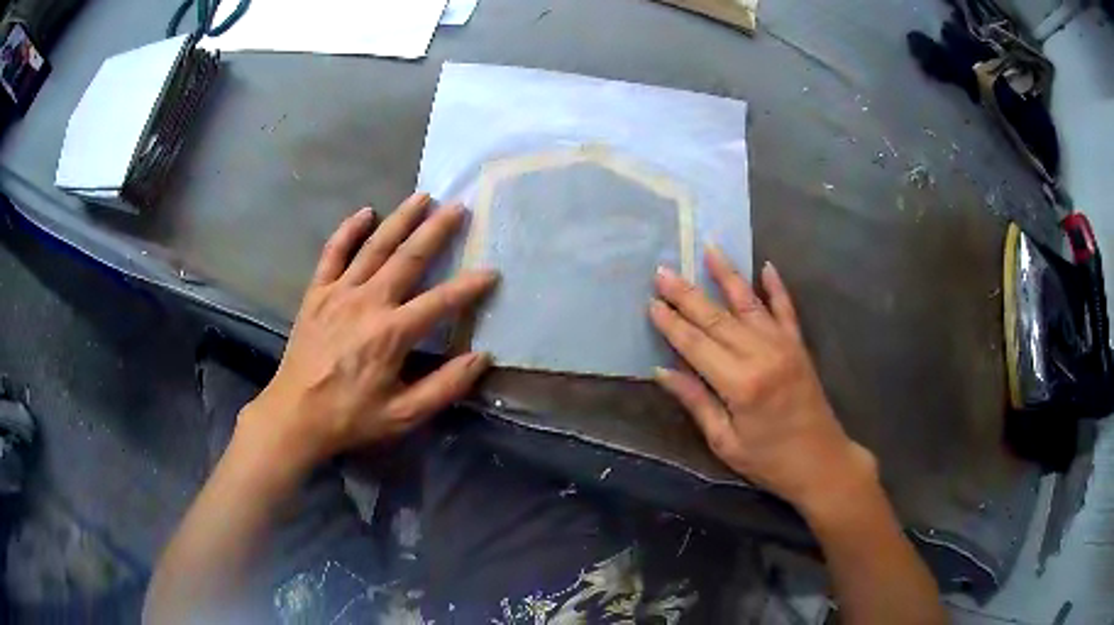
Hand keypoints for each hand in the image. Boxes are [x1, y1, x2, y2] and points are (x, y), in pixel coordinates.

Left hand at [238, 193, 497, 473]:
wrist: (295, 415)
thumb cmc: (351, 417)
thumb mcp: (404, 415)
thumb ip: (445, 386)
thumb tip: (482, 357)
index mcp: (391, 333)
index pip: (440, 302)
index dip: (469, 287)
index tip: (491, 271)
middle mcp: (368, 302)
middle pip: (408, 258)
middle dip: (437, 230)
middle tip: (458, 206)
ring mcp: (339, 292)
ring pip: (374, 246)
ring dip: (400, 219)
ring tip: (423, 196)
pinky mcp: (317, 292)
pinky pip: (333, 253)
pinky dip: (348, 230)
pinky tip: (365, 212)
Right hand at [650, 247, 874, 514]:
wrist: (821, 462)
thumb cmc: (769, 460)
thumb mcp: (725, 442)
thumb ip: (696, 401)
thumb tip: (662, 371)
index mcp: (740, 384)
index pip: (696, 345)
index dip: (672, 324)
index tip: (651, 302)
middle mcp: (762, 355)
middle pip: (717, 318)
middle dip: (687, 294)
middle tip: (663, 271)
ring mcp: (784, 346)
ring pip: (749, 304)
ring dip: (727, 275)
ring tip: (709, 248)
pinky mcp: (799, 346)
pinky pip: (786, 310)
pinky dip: (776, 287)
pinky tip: (766, 266)